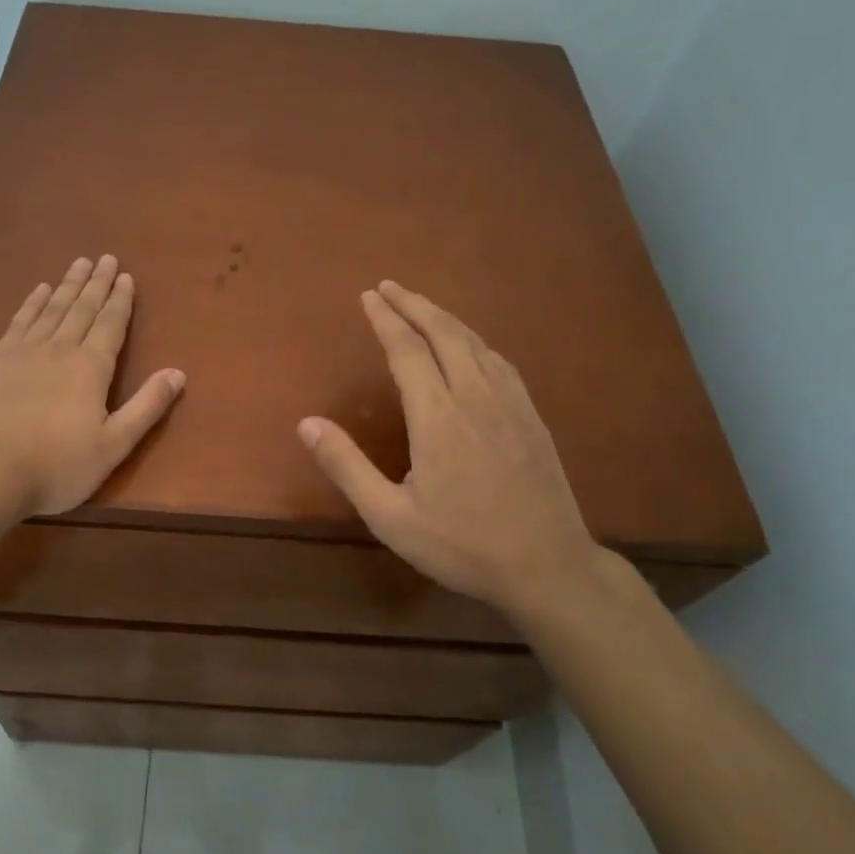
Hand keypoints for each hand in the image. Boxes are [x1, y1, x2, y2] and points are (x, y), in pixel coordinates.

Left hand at [0, 255, 184, 521]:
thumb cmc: (55, 467)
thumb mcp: (113, 445)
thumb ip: (146, 407)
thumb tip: (178, 373)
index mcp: (91, 368)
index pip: (111, 324)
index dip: (120, 300)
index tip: (125, 276)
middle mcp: (59, 349)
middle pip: (82, 309)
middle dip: (97, 283)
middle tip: (105, 258)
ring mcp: (22, 352)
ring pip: (52, 309)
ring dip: (68, 285)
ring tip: (78, 264)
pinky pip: (20, 321)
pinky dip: (32, 303)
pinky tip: (39, 291)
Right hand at [297, 281, 601, 623]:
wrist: (548, 567)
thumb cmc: (462, 545)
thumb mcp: (391, 517)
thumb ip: (347, 466)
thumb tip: (306, 423)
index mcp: (438, 416)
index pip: (407, 350)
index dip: (386, 319)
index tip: (369, 296)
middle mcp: (475, 397)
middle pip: (443, 333)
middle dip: (413, 305)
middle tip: (389, 286)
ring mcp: (510, 404)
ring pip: (475, 342)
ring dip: (444, 317)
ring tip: (421, 306)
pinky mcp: (532, 417)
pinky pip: (500, 362)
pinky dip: (476, 341)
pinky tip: (471, 345)